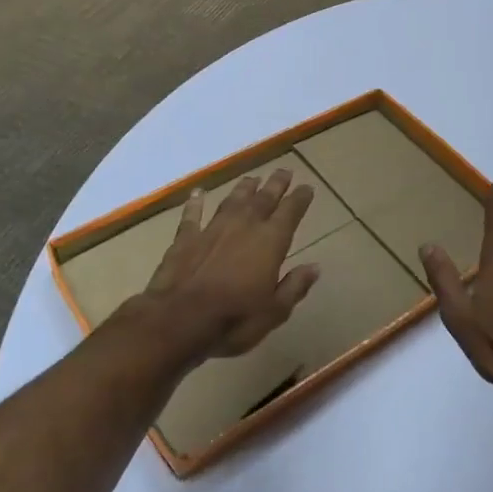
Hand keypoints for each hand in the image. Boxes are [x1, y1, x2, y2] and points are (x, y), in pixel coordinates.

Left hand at [126, 169, 320, 361]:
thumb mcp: (274, 311)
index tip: (307, 187)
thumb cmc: (234, 319)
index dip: (300, 198)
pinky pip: (193, 215)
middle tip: (284, 171)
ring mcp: (213, 229)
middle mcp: (244, 226)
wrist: (178, 320)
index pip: (290, 212)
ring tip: (252, 179)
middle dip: (276, 184)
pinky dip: (196, 203)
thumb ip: (294, 286)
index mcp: (270, 241)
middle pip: (264, 198)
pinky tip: (197, 193)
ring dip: (243, 188)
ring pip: (232, 200)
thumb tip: (314, 267)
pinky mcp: (186, 238)